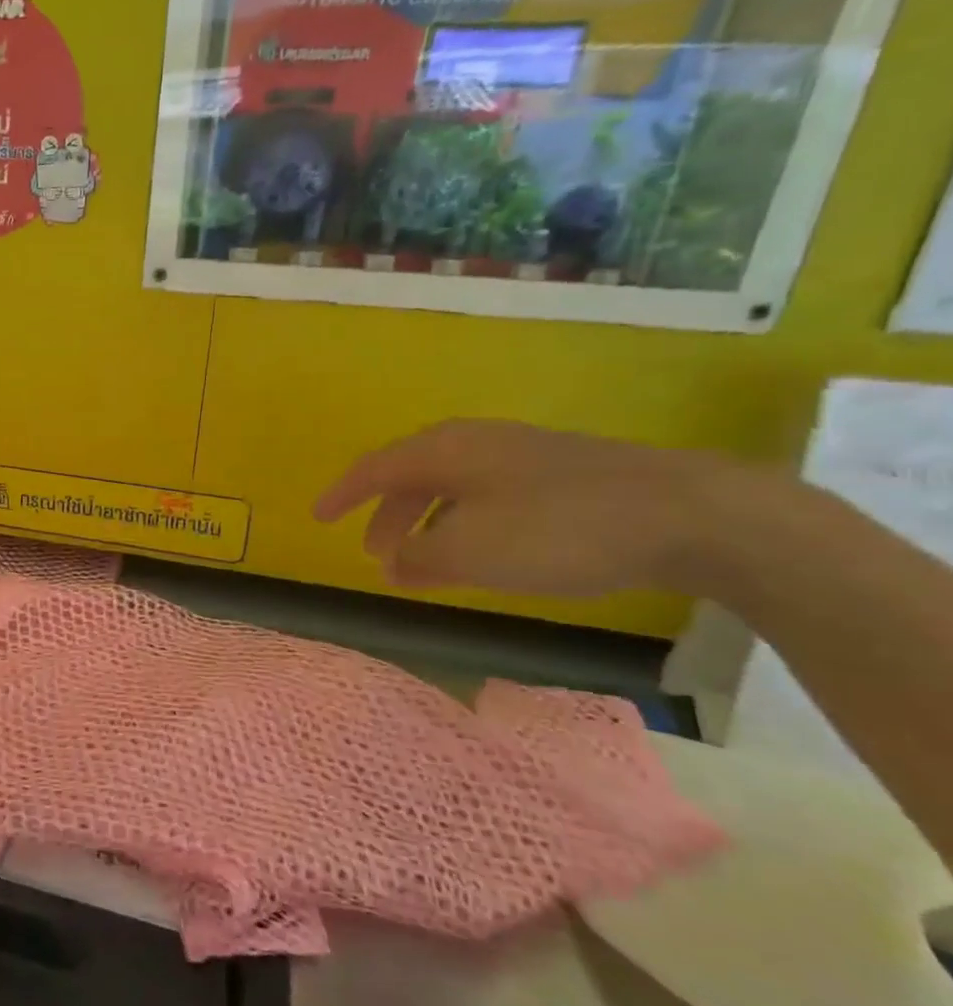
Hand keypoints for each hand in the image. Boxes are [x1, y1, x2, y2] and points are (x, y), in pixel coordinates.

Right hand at [313, 419, 743, 597]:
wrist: (689, 514)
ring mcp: (522, 454)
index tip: (316, 518)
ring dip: (426, 523)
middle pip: (411, 476)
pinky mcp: (560, 473)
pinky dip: (464, 523)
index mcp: (445, 450)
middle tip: (375, 555)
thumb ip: (419, 557)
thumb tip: (391, 562)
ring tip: (423, 563)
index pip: (374, 469)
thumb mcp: (471, 550)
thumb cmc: (558, 529)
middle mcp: (476, 442)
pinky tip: (482, 551)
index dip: (341, 494)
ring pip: (451, 487)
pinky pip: (487, 495)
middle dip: (386, 516)